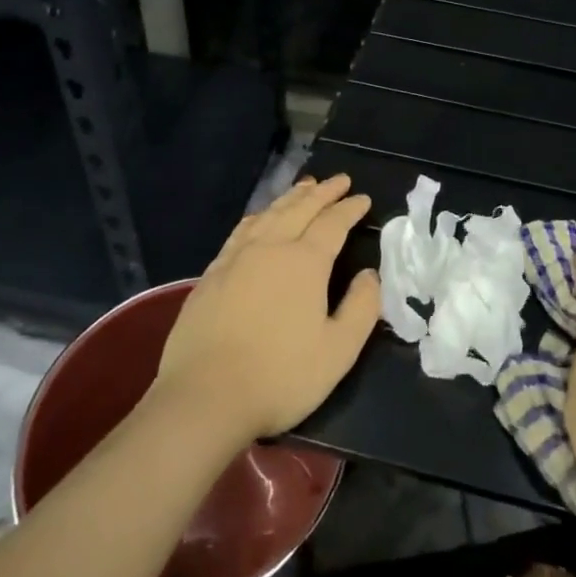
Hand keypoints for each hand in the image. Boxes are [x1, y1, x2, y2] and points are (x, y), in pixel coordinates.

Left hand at [153, 174, 380, 444]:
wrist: (204, 397)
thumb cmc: (280, 376)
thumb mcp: (338, 351)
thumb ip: (361, 308)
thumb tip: (371, 274)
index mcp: (305, 262)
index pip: (333, 224)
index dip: (350, 209)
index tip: (363, 198)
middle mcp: (271, 247)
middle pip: (301, 208)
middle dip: (323, 191)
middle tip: (340, 179)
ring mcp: (237, 257)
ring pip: (270, 213)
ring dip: (292, 197)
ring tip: (305, 186)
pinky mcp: (212, 273)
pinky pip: (242, 230)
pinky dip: (260, 215)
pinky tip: (261, 217)